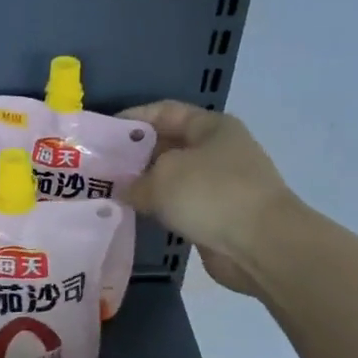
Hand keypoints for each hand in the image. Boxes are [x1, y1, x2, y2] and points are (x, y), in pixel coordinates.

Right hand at [120, 101, 301, 295]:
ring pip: (171, 179)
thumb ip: (135, 181)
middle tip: (97, 167)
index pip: (164, 112)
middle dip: (133, 155)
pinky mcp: (216, 216)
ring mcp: (219, 185)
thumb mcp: (162, 177)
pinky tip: (131, 215)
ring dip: (143, 186)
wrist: (260, 245)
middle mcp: (217, 151)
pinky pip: (178, 206)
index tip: (101, 133)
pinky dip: (157, 209)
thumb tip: (124, 190)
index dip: (131, 119)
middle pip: (166, 145)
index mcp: (211, 127)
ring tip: (107, 192)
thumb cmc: (211, 194)